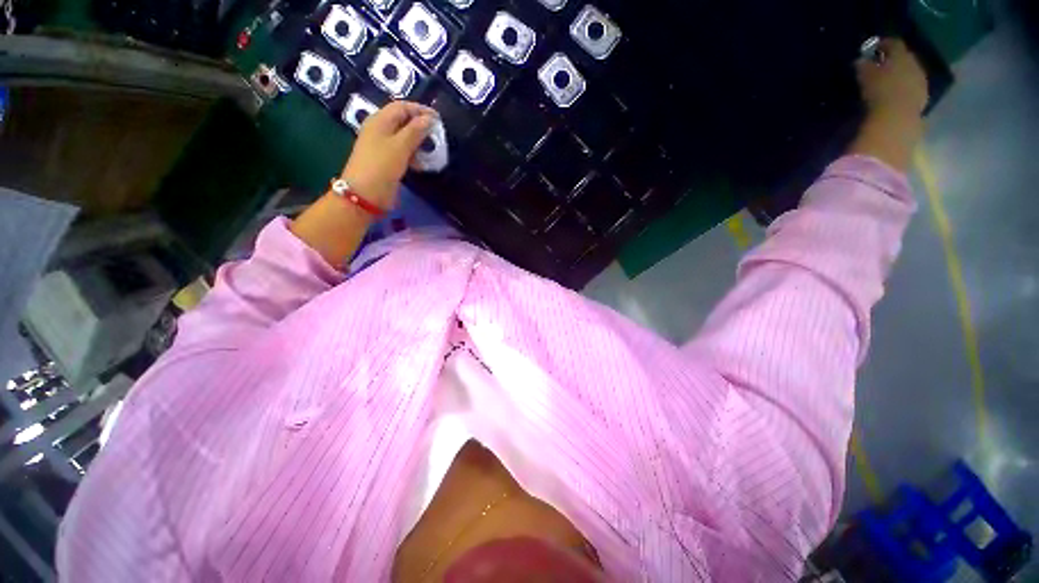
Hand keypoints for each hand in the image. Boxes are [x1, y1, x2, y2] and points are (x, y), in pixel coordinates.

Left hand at [340, 100, 437, 208]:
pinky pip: (403, 152)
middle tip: (437, 136)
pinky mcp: (386, 160)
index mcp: (380, 120)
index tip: (439, 120)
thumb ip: (416, 131)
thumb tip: (430, 119)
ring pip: (404, 137)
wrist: (366, 194)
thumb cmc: (382, 166)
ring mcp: (382, 146)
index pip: (402, 107)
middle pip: (403, 121)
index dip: (421, 110)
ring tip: (433, 151)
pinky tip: (422, 163)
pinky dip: (414, 154)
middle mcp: (380, 130)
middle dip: (421, 126)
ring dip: (419, 142)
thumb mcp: (400, 146)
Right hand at [849, 38, 928, 171]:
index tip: (871, 49)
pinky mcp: (920, 106)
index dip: (882, 44)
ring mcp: (921, 88)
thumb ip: (864, 66)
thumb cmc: (879, 96)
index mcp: (903, 57)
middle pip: (904, 59)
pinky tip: (891, 100)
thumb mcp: (865, 77)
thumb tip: (861, 61)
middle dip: (892, 62)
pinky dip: (902, 93)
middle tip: (878, 67)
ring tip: (884, 86)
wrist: (895, 126)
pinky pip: (910, 93)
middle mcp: (916, 68)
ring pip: (909, 76)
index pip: (894, 43)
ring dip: (898, 79)